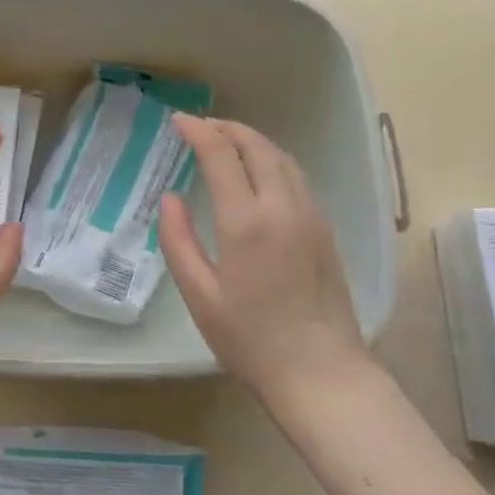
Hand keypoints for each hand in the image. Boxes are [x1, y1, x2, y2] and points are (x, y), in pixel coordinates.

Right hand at [158, 115, 370, 399]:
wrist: (322, 373)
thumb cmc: (250, 339)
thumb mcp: (199, 294)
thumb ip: (178, 240)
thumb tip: (170, 198)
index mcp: (246, 221)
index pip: (221, 155)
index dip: (198, 131)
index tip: (178, 121)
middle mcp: (283, 207)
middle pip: (257, 147)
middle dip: (227, 128)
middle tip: (201, 125)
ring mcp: (310, 216)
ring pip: (283, 158)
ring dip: (253, 141)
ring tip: (227, 140)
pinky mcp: (325, 230)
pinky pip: (297, 177)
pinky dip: (273, 160)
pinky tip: (259, 172)